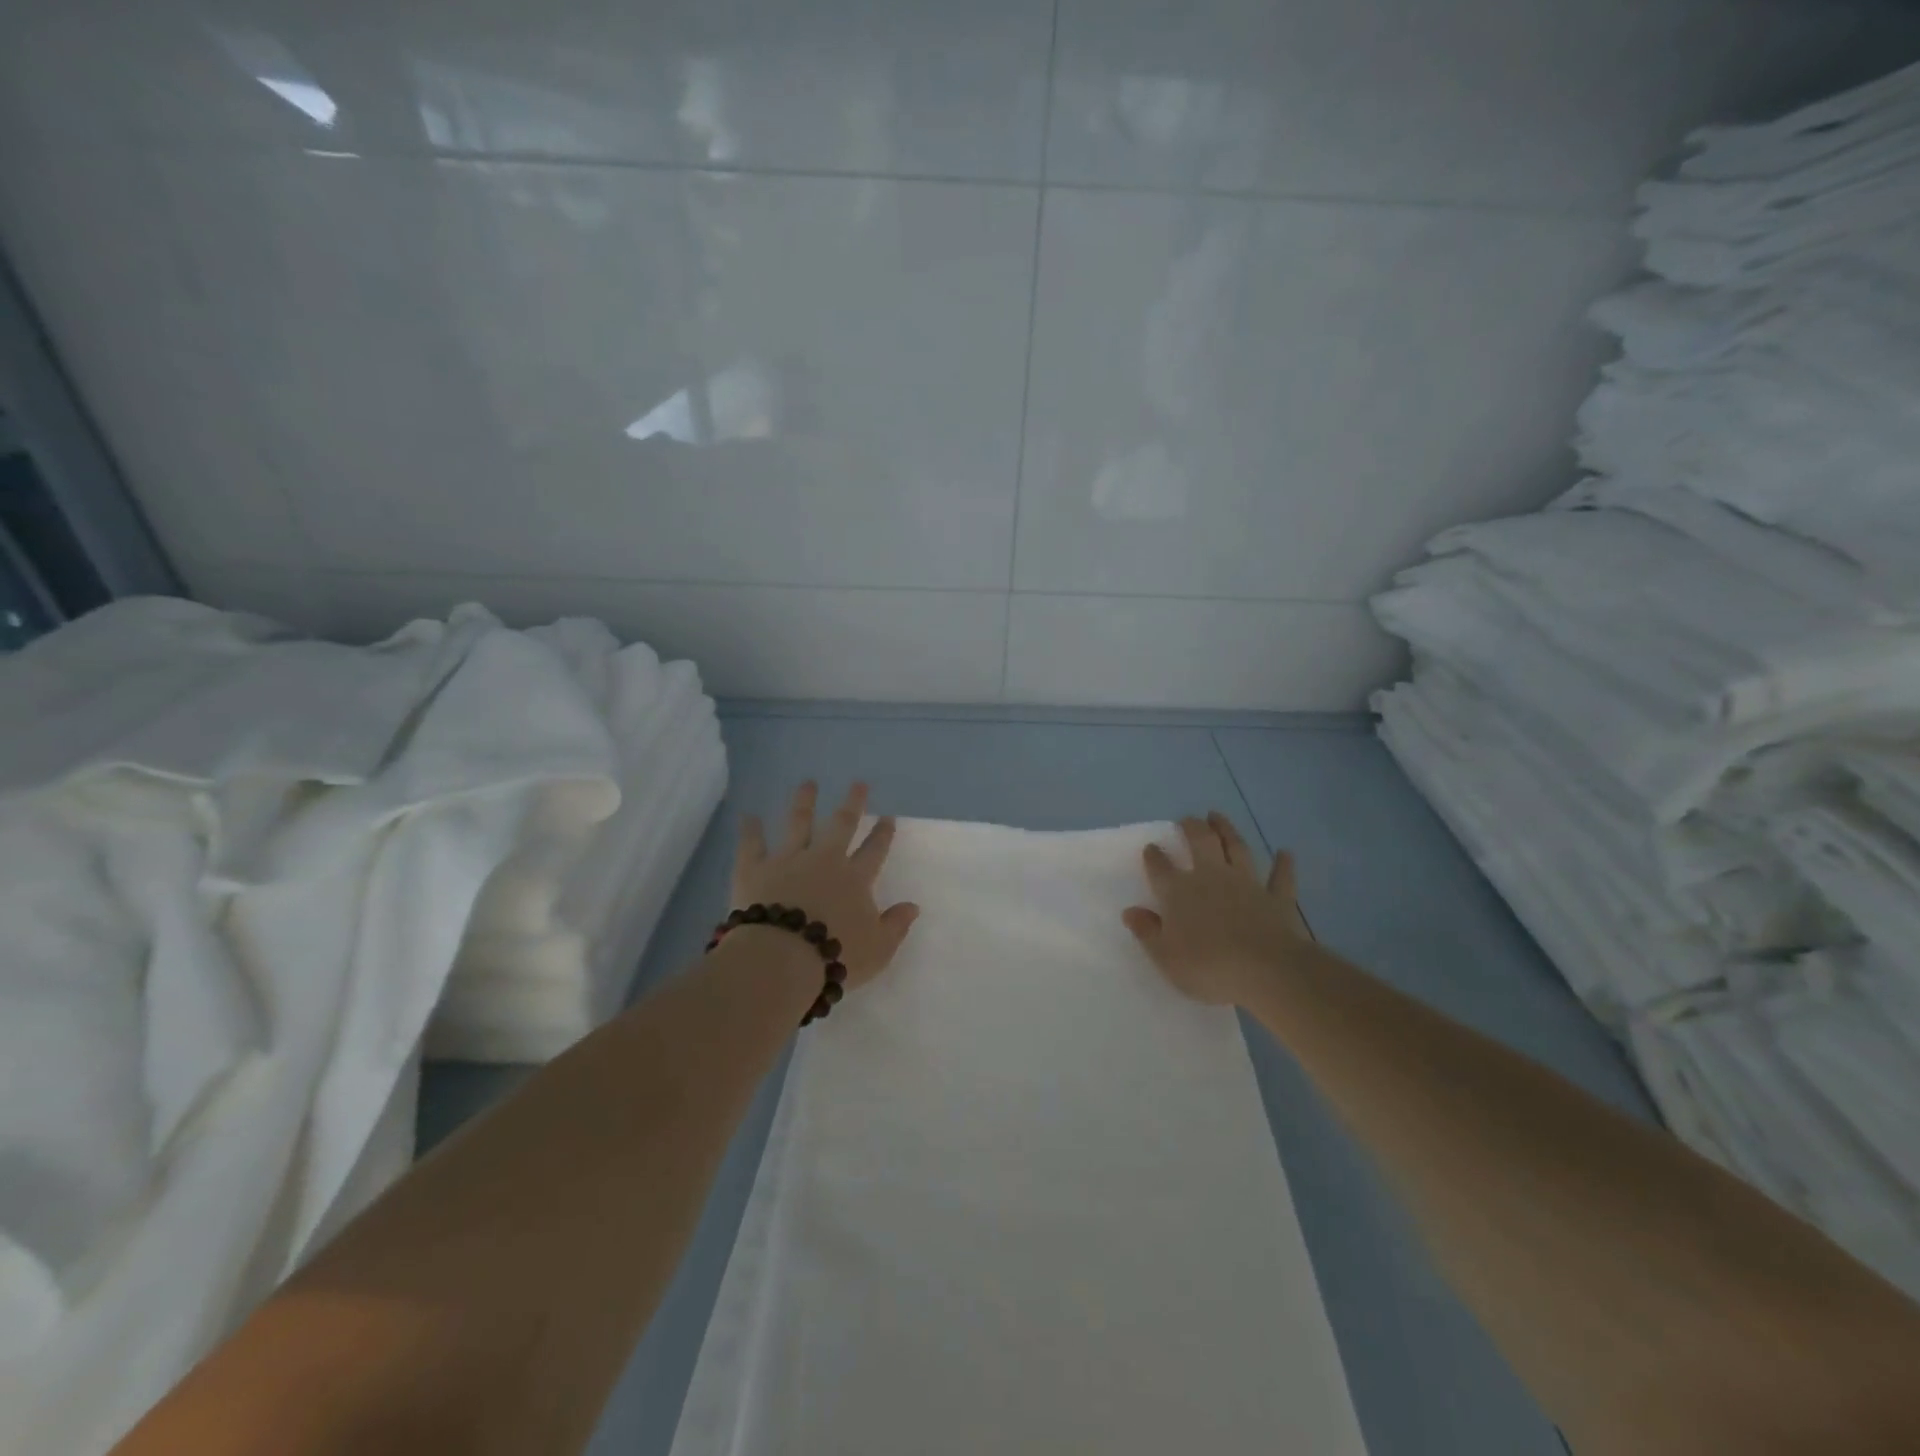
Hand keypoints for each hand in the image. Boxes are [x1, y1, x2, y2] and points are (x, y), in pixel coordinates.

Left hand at [732, 781, 918, 991]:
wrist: (781, 959)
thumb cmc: (835, 956)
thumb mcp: (878, 949)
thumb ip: (896, 925)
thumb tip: (913, 906)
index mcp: (855, 879)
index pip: (874, 851)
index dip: (882, 833)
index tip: (888, 816)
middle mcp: (824, 860)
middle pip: (841, 825)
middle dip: (852, 803)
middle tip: (858, 784)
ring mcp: (788, 860)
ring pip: (798, 824)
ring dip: (805, 802)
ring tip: (808, 783)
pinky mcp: (754, 869)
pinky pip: (751, 844)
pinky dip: (750, 829)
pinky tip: (748, 815)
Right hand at [1123, 812, 1312, 1005]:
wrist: (1266, 971)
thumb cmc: (1208, 967)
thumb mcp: (1166, 958)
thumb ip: (1147, 932)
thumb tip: (1130, 911)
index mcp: (1179, 892)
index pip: (1160, 867)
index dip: (1154, 856)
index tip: (1151, 847)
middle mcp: (1211, 877)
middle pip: (1200, 842)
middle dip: (1191, 827)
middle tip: (1187, 819)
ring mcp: (1247, 883)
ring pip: (1236, 848)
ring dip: (1227, 830)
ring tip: (1218, 816)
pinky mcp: (1276, 897)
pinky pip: (1281, 877)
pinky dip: (1283, 864)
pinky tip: (1285, 852)